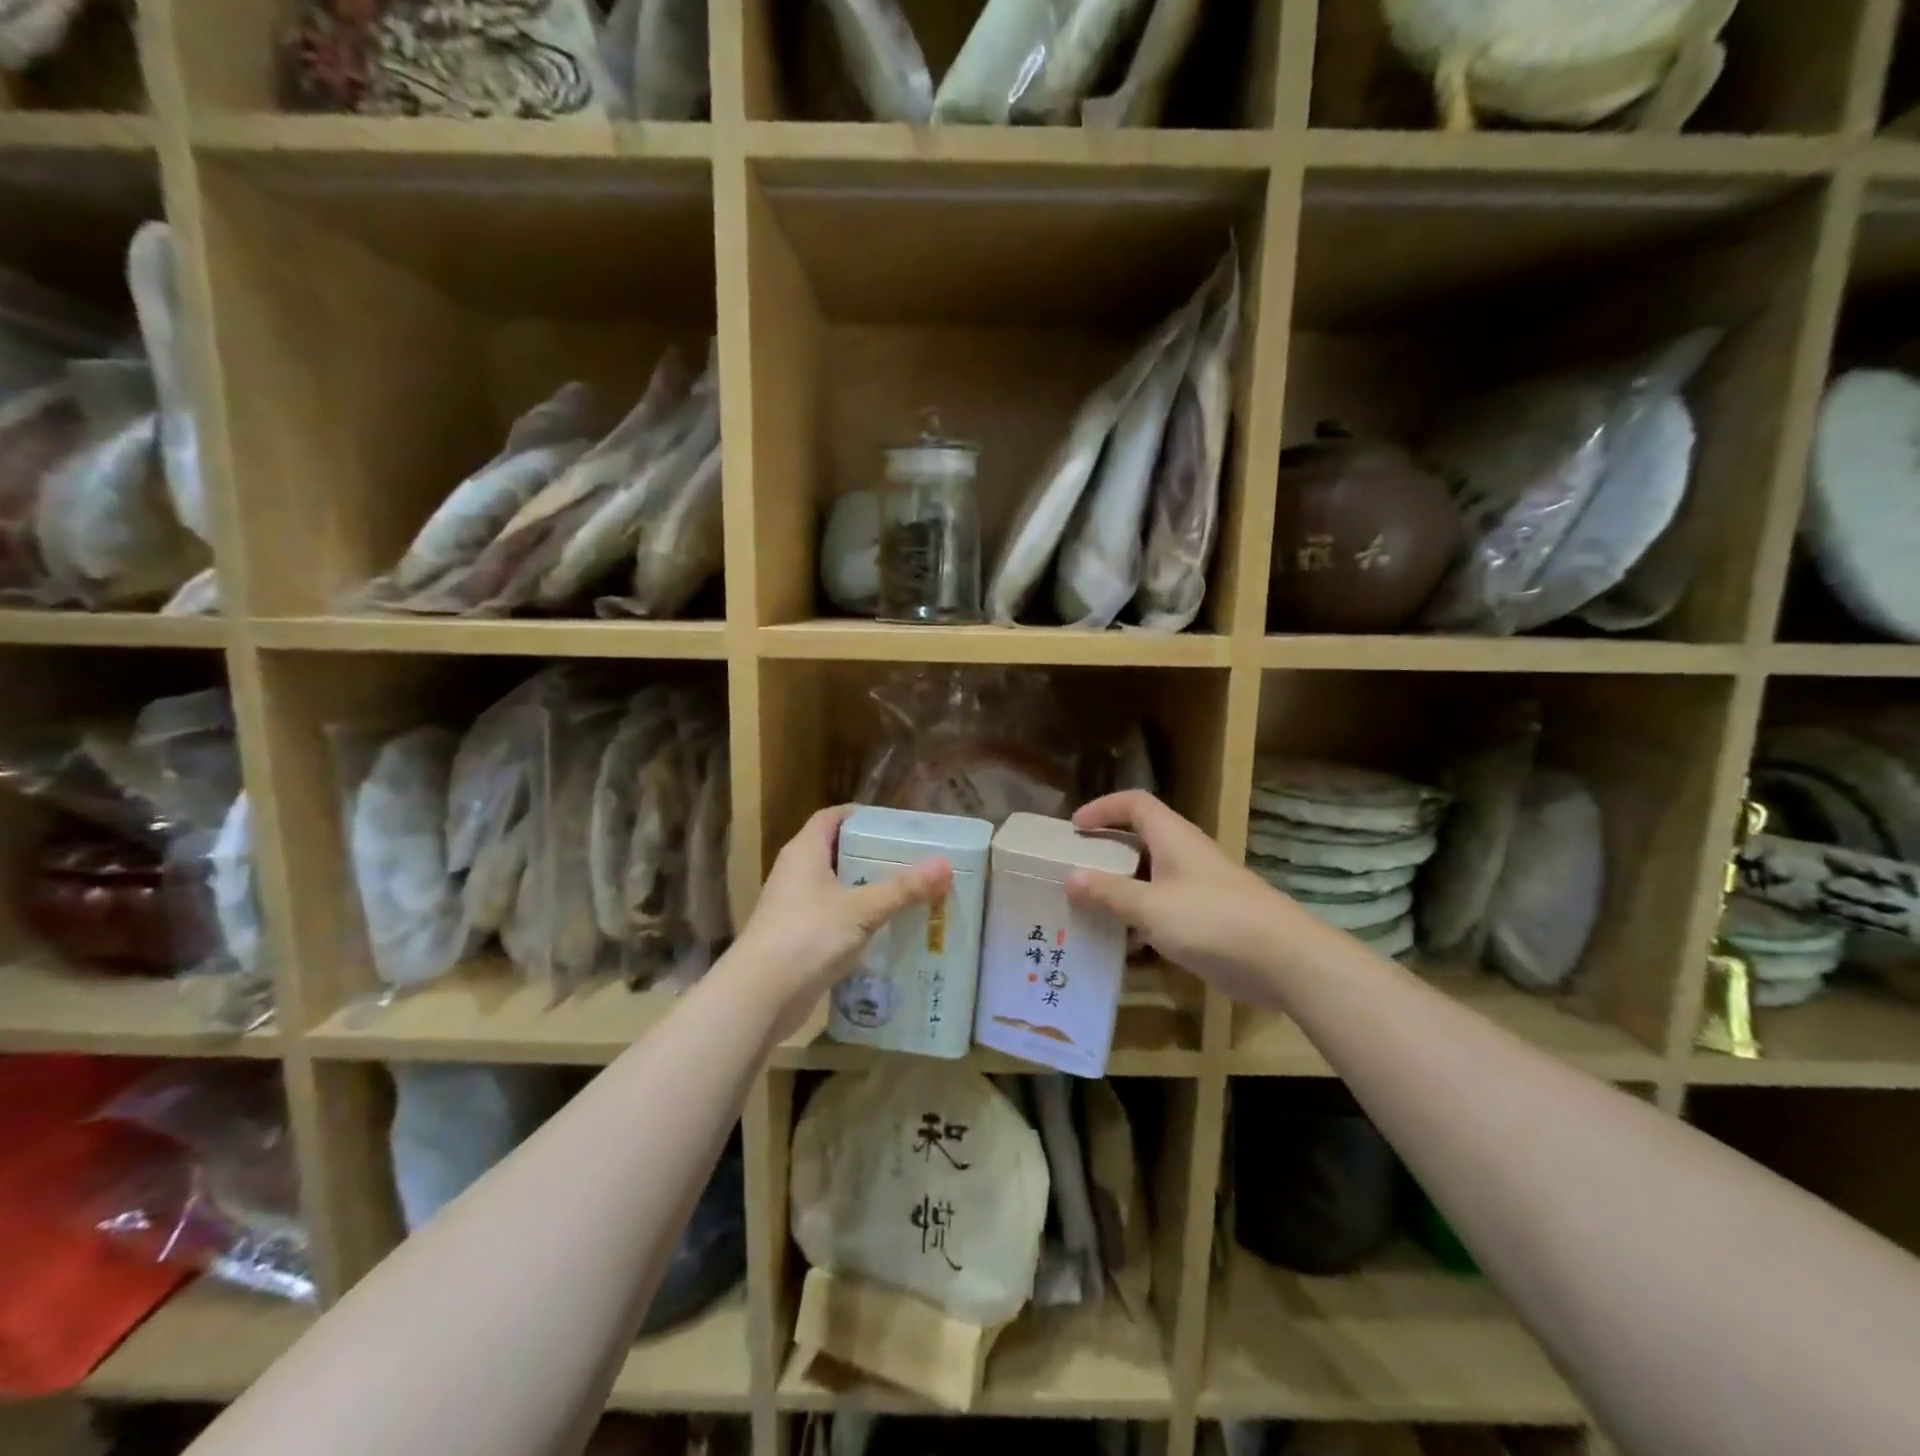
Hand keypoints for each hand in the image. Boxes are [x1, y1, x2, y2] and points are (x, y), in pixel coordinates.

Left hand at [733, 805, 951, 1034]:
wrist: (760, 996)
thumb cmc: (807, 936)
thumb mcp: (861, 909)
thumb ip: (903, 888)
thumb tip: (945, 864)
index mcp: (804, 852)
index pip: (831, 817)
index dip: (860, 816)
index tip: (895, 823)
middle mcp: (795, 873)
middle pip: (836, 851)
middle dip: (871, 854)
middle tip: (910, 858)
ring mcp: (793, 907)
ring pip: (836, 887)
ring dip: (865, 888)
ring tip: (906, 892)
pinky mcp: (797, 938)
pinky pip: (833, 918)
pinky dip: (856, 919)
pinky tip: (884, 929)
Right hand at [1066, 791, 1290, 1004]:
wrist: (1285, 961)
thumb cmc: (1213, 921)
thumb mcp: (1151, 907)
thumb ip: (1109, 893)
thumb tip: (1070, 878)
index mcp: (1173, 837)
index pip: (1134, 803)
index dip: (1103, 808)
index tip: (1074, 827)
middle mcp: (1186, 854)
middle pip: (1141, 838)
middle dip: (1106, 849)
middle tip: (1075, 867)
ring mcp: (1200, 886)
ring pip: (1151, 875)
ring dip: (1121, 886)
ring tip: (1090, 906)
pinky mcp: (1210, 917)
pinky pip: (1165, 905)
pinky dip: (1141, 915)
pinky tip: (1125, 942)